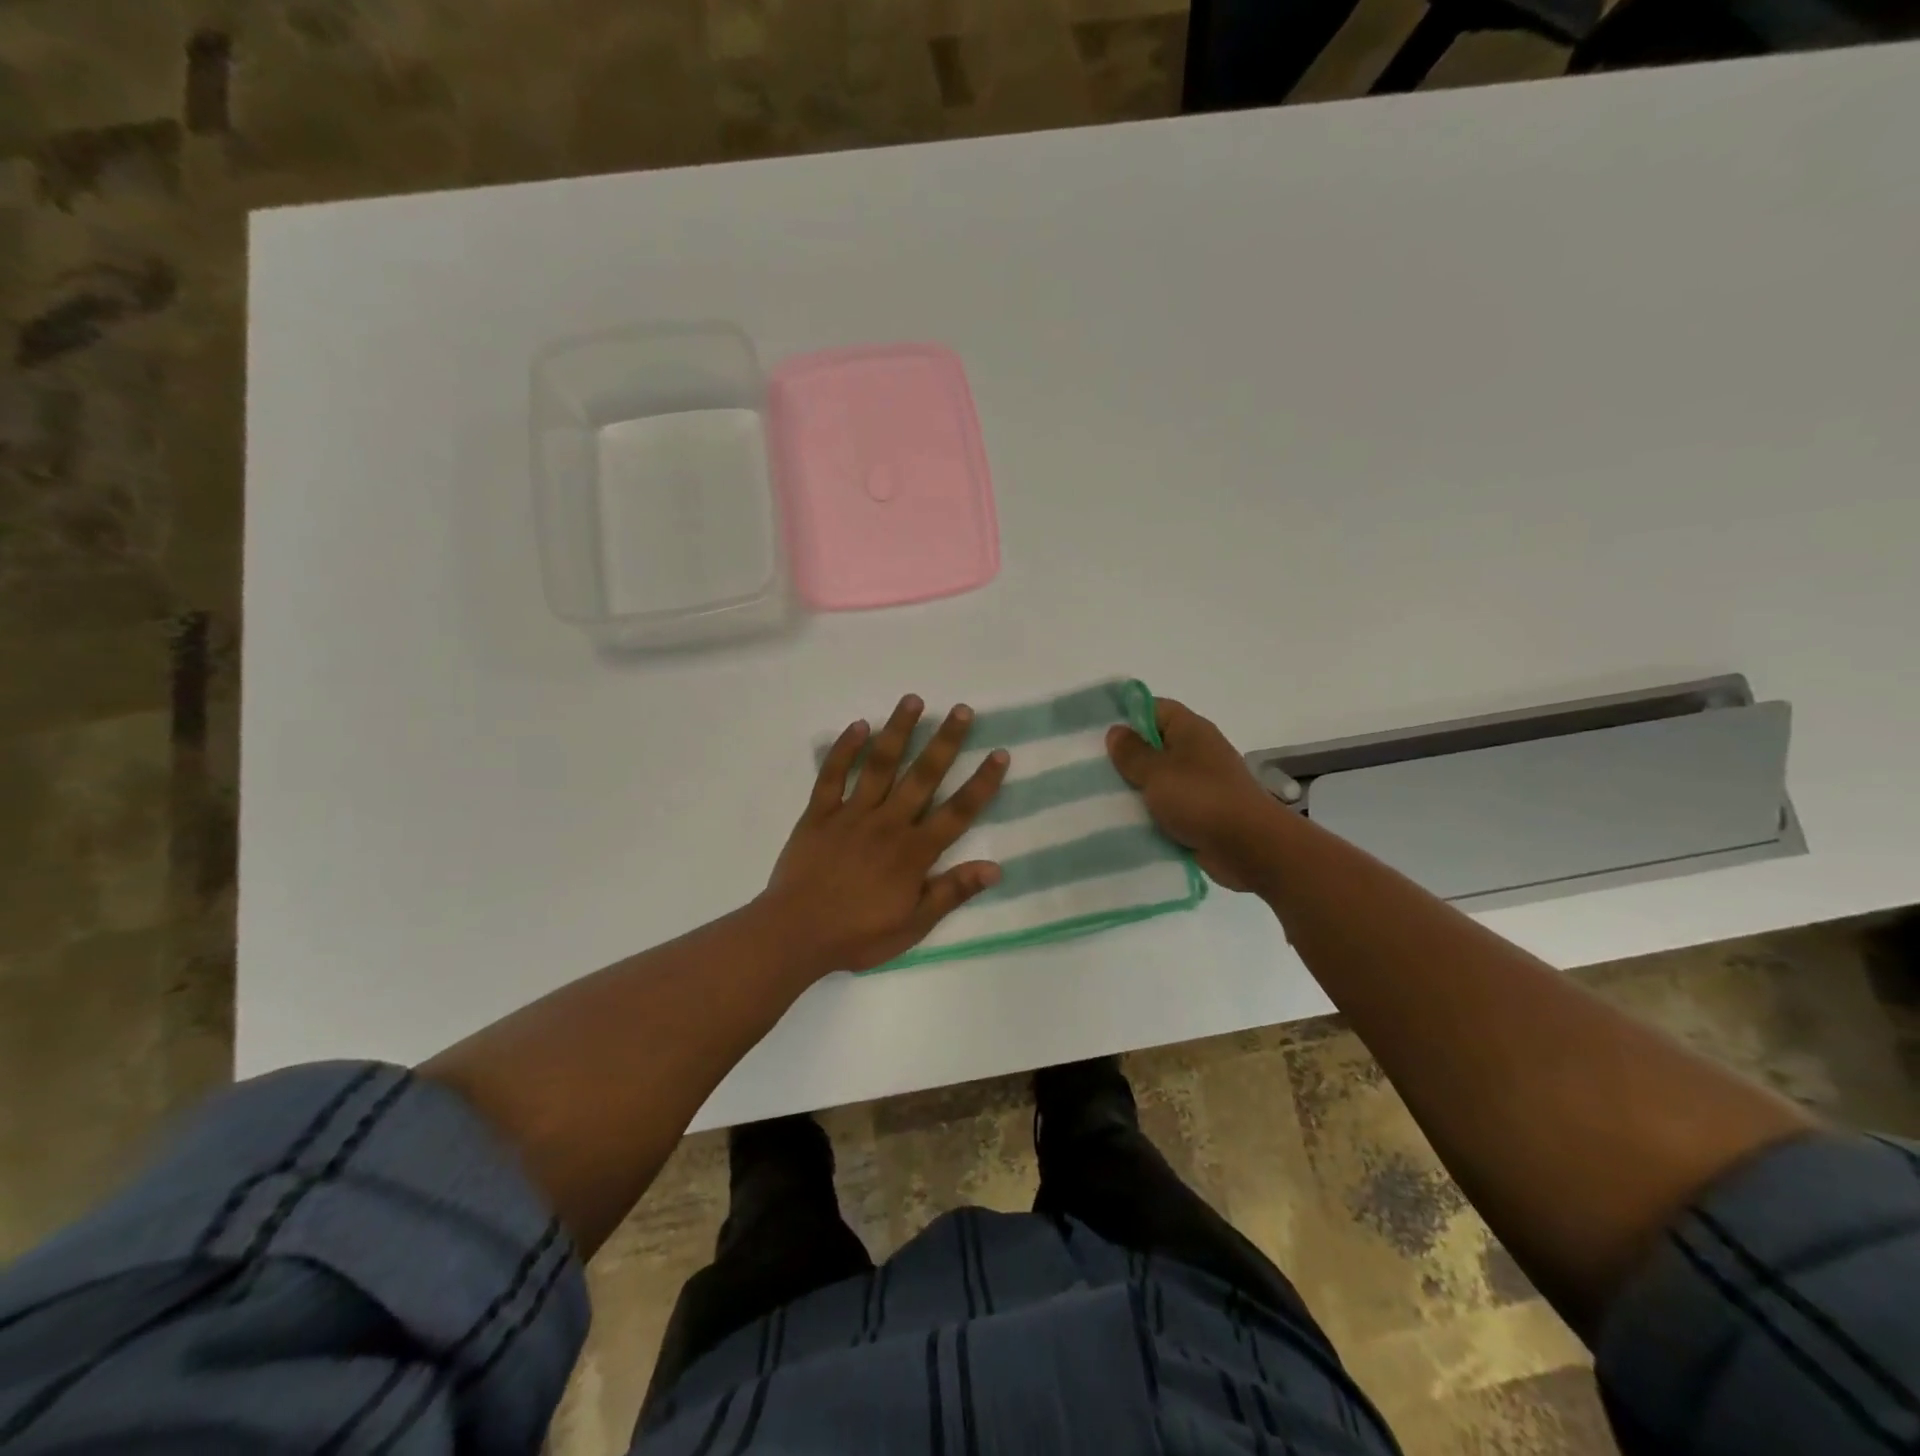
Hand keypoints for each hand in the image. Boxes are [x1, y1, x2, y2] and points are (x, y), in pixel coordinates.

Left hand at [763, 695, 1010, 974]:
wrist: (795, 934)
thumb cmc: (858, 934)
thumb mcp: (913, 925)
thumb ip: (951, 892)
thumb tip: (994, 867)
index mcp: (914, 852)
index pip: (957, 812)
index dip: (981, 783)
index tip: (999, 753)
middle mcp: (888, 823)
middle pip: (923, 776)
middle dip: (945, 741)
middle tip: (962, 710)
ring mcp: (851, 814)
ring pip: (880, 765)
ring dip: (898, 731)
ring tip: (913, 700)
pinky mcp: (819, 813)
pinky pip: (832, 775)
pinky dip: (844, 749)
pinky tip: (858, 725)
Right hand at [1106, 698, 1284, 891]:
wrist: (1249, 847)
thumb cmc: (1201, 799)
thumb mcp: (1156, 771)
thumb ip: (1132, 752)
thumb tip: (1116, 731)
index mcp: (1190, 730)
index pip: (1154, 708)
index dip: (1126, 715)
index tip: (1096, 731)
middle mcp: (1197, 751)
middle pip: (1154, 744)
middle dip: (1125, 756)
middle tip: (1089, 766)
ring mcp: (1200, 783)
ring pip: (1158, 778)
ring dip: (1135, 788)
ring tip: (1099, 795)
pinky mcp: (1201, 812)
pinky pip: (1167, 805)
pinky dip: (1149, 811)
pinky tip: (1123, 820)